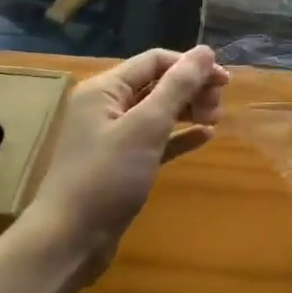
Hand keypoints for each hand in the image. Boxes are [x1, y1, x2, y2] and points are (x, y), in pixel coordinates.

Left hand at [24, 46, 228, 281]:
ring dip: (189, 110)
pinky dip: (180, 135)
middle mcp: (106, 107)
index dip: (191, 66)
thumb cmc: (106, 177)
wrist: (68, 242)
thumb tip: (205, 50)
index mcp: (104, 90)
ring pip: (159, 110)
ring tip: (214, 121)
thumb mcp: (146, 126)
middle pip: (158, 83)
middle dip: (192, 89)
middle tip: (218, 107)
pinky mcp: (121, 163)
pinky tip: (205, 137)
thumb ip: (178, 86)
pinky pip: (157, 138)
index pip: (155, 61)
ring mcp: (113, 136)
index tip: (224, 82)